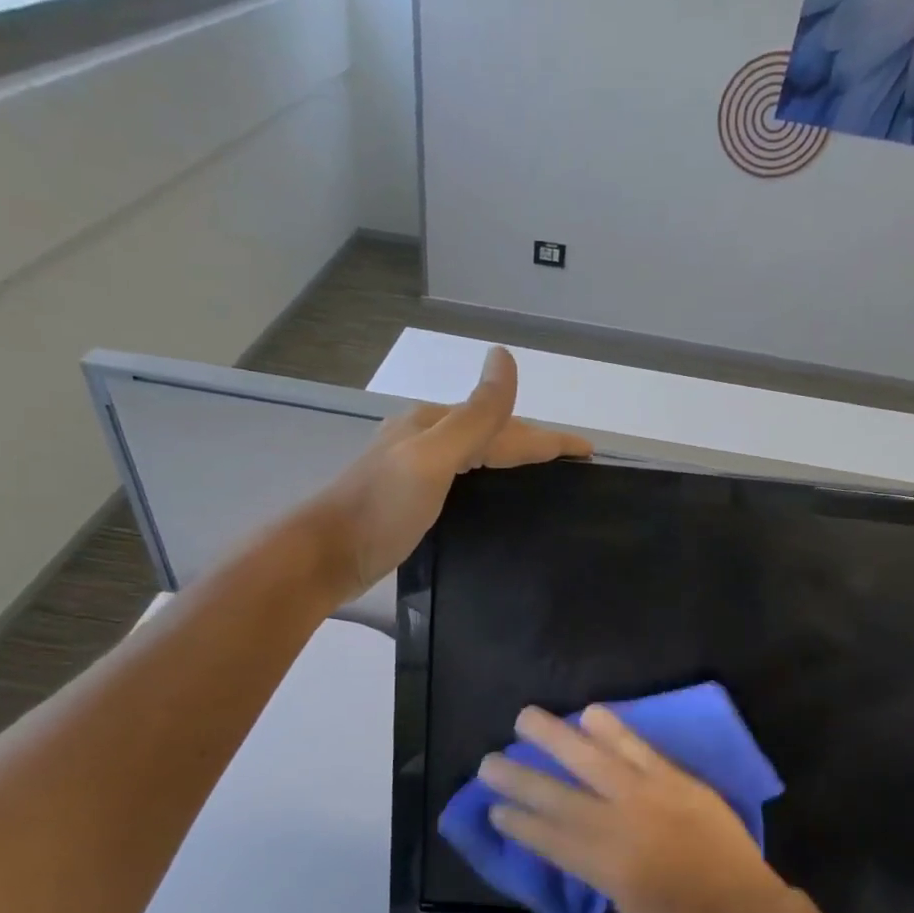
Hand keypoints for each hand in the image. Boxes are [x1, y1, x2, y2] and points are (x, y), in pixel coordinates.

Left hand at [311, 347, 590, 602]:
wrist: (325, 555)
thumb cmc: (381, 508)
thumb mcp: (433, 458)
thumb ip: (475, 415)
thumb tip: (504, 357)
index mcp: (435, 424)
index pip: (507, 426)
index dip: (549, 437)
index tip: (588, 451)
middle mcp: (426, 438)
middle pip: (492, 435)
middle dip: (534, 444)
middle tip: (571, 462)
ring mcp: (415, 467)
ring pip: (478, 456)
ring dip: (512, 460)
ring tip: (543, 477)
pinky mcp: (410, 497)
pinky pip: (464, 478)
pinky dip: (490, 480)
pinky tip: (495, 496)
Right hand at [481, 706, 799, 912]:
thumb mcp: (628, 907)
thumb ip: (599, 868)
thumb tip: (576, 839)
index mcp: (605, 867)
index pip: (549, 838)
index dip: (519, 822)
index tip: (493, 809)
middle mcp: (619, 825)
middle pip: (559, 795)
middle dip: (521, 778)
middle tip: (489, 761)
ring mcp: (649, 796)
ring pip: (593, 759)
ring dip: (556, 737)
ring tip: (526, 718)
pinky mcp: (676, 780)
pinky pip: (638, 748)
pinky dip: (612, 729)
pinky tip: (591, 713)